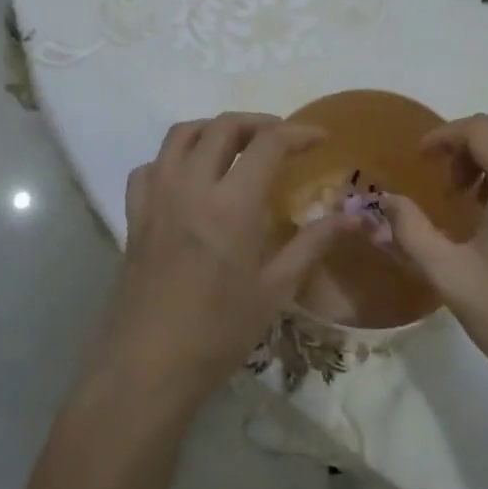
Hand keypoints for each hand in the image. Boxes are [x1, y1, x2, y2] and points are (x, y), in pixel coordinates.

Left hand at [93, 112, 358, 415]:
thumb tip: (354, 217)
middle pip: (222, 126)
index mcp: (231, 204)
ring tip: (236, 145)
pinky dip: (173, 158)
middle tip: (281, 138)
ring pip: (181, 134)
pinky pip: (150, 166)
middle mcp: (191, 186)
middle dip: (258, 122)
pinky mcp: (134, 214)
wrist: (149, 365)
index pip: (268, 144)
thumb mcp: (276, 289)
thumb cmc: (220, 331)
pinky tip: (188, 178)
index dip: (298, 133)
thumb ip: (314, 243)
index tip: (319, 138)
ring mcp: (156, 197)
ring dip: (213, 128)